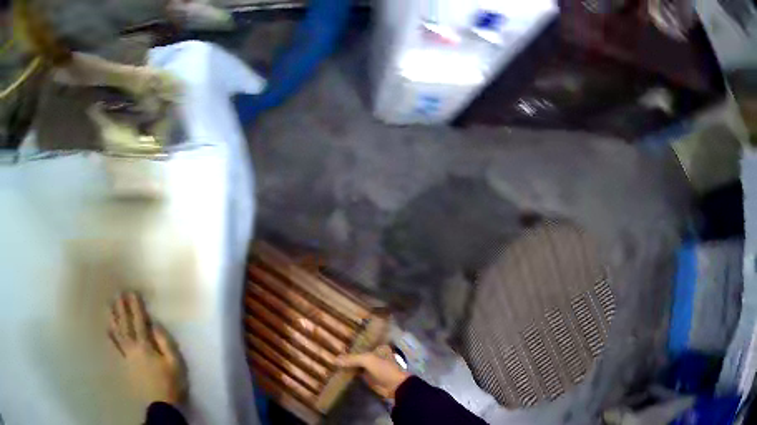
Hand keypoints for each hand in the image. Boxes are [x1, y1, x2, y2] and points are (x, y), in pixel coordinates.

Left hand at [108, 292, 186, 405]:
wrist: (160, 404)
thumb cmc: (170, 383)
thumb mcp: (175, 363)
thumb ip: (165, 342)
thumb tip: (155, 324)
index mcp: (145, 345)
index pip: (139, 321)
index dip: (135, 307)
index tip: (132, 292)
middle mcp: (132, 347)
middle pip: (125, 324)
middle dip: (122, 308)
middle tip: (118, 293)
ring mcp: (126, 355)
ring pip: (117, 332)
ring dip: (113, 318)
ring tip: (109, 305)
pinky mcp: (124, 364)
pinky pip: (115, 347)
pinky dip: (110, 336)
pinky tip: (107, 328)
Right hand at [336, 345, 409, 399]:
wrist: (395, 387)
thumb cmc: (385, 369)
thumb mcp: (368, 360)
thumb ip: (351, 359)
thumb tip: (334, 359)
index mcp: (378, 347)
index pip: (362, 342)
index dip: (351, 342)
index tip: (338, 341)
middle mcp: (374, 355)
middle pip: (358, 353)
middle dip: (347, 354)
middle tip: (331, 350)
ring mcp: (371, 367)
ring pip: (356, 363)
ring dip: (347, 363)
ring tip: (331, 360)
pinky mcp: (368, 377)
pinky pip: (356, 372)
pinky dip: (348, 372)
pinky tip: (337, 370)